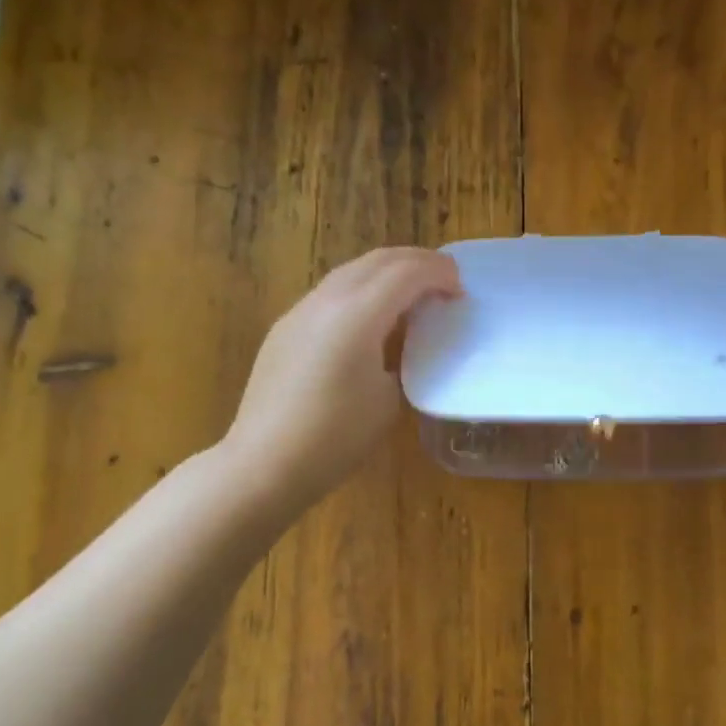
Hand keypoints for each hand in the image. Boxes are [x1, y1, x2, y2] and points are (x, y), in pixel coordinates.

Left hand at [224, 247, 459, 518]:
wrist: (264, 464)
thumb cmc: (335, 439)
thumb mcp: (388, 400)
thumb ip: (401, 358)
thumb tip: (402, 342)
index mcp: (357, 316)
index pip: (406, 273)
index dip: (439, 273)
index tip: (461, 288)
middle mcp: (326, 301)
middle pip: (377, 260)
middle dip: (416, 262)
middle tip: (444, 279)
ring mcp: (299, 311)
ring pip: (350, 271)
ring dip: (386, 272)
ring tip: (412, 293)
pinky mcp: (284, 328)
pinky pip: (330, 293)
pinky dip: (361, 290)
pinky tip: (371, 317)